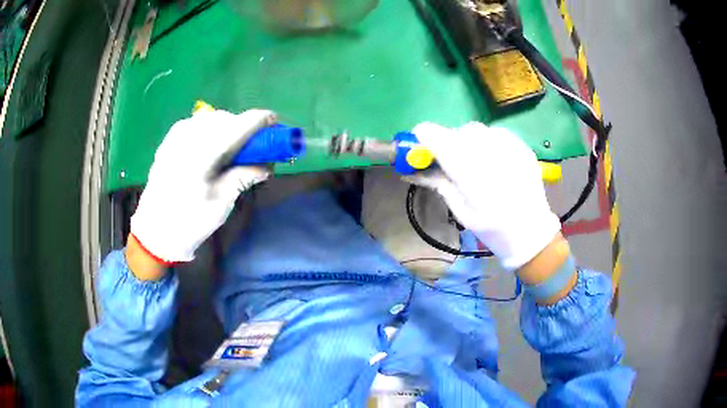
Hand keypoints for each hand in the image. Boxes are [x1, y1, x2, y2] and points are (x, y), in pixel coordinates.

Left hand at [129, 109, 274, 266]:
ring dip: (228, 127)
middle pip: (226, 119)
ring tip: (234, 148)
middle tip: (256, 146)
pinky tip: (212, 146)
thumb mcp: (222, 203)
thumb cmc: (189, 222)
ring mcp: (176, 136)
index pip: (239, 125)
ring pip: (211, 119)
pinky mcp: (170, 140)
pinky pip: (197, 124)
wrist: (154, 231)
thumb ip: (244, 176)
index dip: (261, 121)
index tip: (276, 125)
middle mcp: (189, 137)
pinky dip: (211, 129)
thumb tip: (268, 164)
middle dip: (245, 127)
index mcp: (203, 154)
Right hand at [409, 122, 560, 269]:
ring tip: (475, 162)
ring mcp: (509, 146)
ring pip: (477, 130)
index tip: (421, 146)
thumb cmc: (492, 229)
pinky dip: (487, 141)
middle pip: (457, 132)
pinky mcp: (521, 146)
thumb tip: (411, 169)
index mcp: (470, 173)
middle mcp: (489, 152)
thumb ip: (437, 183)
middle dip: (448, 143)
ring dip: (467, 141)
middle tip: (451, 163)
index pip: (437, 137)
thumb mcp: (460, 211)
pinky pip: (495, 133)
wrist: (531, 231)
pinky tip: (493, 160)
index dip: (424, 137)